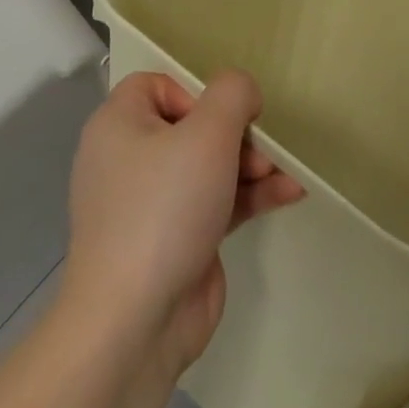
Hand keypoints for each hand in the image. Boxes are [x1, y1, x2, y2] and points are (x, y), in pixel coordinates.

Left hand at [62, 69, 302, 372]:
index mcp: (119, 126)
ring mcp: (151, 204)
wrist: (134, 322)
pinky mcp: (175, 239)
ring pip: (208, 166)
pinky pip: (216, 202)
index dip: (195, 92)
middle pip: (192, 125)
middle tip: (261, 151)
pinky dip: (249, 196)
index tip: (223, 117)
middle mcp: (129, 159)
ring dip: (251, 165)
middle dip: (236, 134)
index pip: (157, 85)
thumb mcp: (208, 134)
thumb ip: (233, 94)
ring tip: (284, 173)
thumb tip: (242, 92)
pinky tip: (289, 193)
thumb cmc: (165, 208)